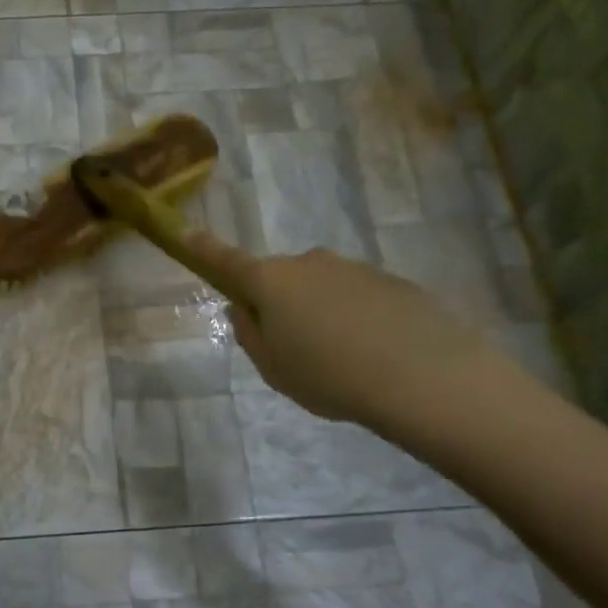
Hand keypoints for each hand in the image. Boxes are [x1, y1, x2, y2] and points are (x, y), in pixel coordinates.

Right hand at [187, 234, 524, 437]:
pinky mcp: (390, 280)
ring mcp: (352, 267)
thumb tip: (243, 309)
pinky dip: (354, 317)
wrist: (422, 376)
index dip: (204, 248)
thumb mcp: (274, 368)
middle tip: (293, 349)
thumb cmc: (329, 376)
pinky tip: (373, 352)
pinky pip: (356, 296)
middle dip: (279, 304)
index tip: (185, 231)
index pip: (227, 261)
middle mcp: (308, 263)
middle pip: (280, 279)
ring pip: (320, 288)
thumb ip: (250, 335)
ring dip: (320, 313)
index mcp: (271, 282)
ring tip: (341, 359)